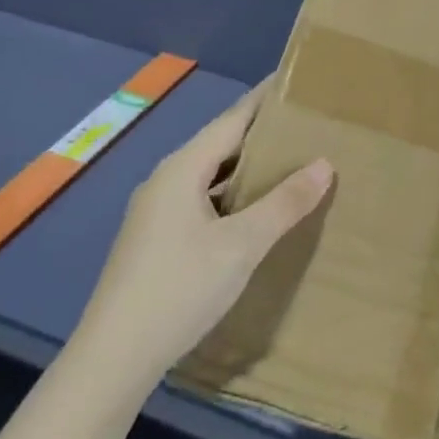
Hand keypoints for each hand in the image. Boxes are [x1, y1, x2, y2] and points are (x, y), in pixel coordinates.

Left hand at [75, 78, 332, 386]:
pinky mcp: (156, 240)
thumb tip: (324, 163)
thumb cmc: (180, 288)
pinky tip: (255, 212)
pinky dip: (233, 196)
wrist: (113, 357)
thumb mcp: (242, 245)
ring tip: (291, 164)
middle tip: (307, 125)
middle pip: (220, 145)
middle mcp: (166, 181)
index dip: (265, 100)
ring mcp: (157, 212)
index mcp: (182, 169)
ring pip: (211, 176)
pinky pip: (203, 201)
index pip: (232, 119)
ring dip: (248, 169)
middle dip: (262, 134)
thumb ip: (284, 203)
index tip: (297, 81)